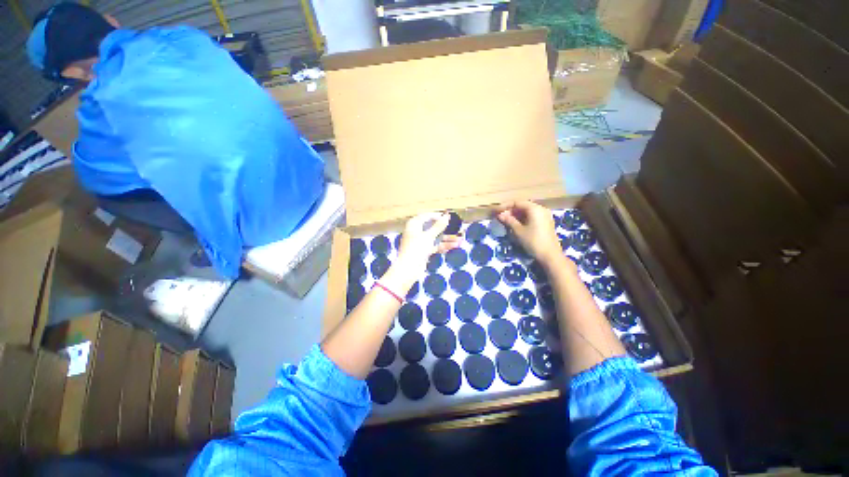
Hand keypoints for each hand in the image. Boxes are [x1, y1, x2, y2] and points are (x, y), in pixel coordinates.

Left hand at [396, 212, 461, 279]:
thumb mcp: (428, 236)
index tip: (449, 218)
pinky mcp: (424, 251)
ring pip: (435, 238)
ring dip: (447, 239)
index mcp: (414, 224)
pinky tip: (454, 246)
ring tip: (461, 240)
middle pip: (433, 227)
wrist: (408, 269)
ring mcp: (420, 242)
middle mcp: (416, 231)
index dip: (438, 216)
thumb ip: (438, 226)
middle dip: (445, 229)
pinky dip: (443, 246)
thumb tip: (447, 216)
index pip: (427, 216)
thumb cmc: (416, 248)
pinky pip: (435, 246)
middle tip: (458, 229)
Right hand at [496, 200, 567, 267]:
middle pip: (523, 206)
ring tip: (506, 222)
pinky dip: (523, 219)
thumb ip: (509, 220)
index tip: (497, 212)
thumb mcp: (518, 231)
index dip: (506, 206)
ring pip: (527, 212)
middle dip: (511, 211)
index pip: (517, 203)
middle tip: (501, 217)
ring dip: (516, 215)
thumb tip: (500, 215)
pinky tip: (516, 225)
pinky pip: (532, 217)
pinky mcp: (546, 223)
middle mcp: (541, 209)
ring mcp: (545, 216)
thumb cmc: (533, 241)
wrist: (550, 255)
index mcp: (535, 208)